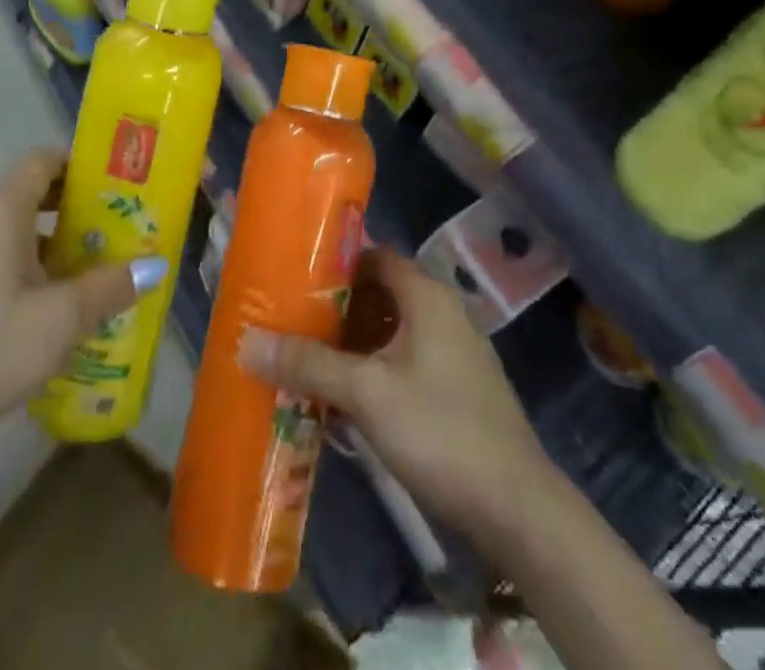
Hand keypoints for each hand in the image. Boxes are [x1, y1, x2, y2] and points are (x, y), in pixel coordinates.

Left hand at [0, 148, 163, 450]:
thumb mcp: (60, 319)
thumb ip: (109, 287)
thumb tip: (154, 267)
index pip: (41, 160)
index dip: (78, 164)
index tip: (114, 183)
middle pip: (27, 194)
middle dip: (72, 208)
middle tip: (112, 229)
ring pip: (9, 230)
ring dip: (48, 242)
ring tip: (87, 271)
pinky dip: (21, 265)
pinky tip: (43, 308)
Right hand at [238, 249, 554, 541]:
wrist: (517, 508)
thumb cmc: (439, 431)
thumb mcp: (366, 394)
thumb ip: (309, 365)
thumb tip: (247, 342)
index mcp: (425, 296)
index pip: (373, 256)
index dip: (334, 264)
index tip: (294, 279)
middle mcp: (442, 312)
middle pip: (379, 294)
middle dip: (336, 309)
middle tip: (290, 322)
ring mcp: (453, 351)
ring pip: (391, 331)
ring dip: (352, 344)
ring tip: (306, 359)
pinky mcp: (456, 387)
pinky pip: (405, 361)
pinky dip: (374, 369)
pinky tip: (344, 399)